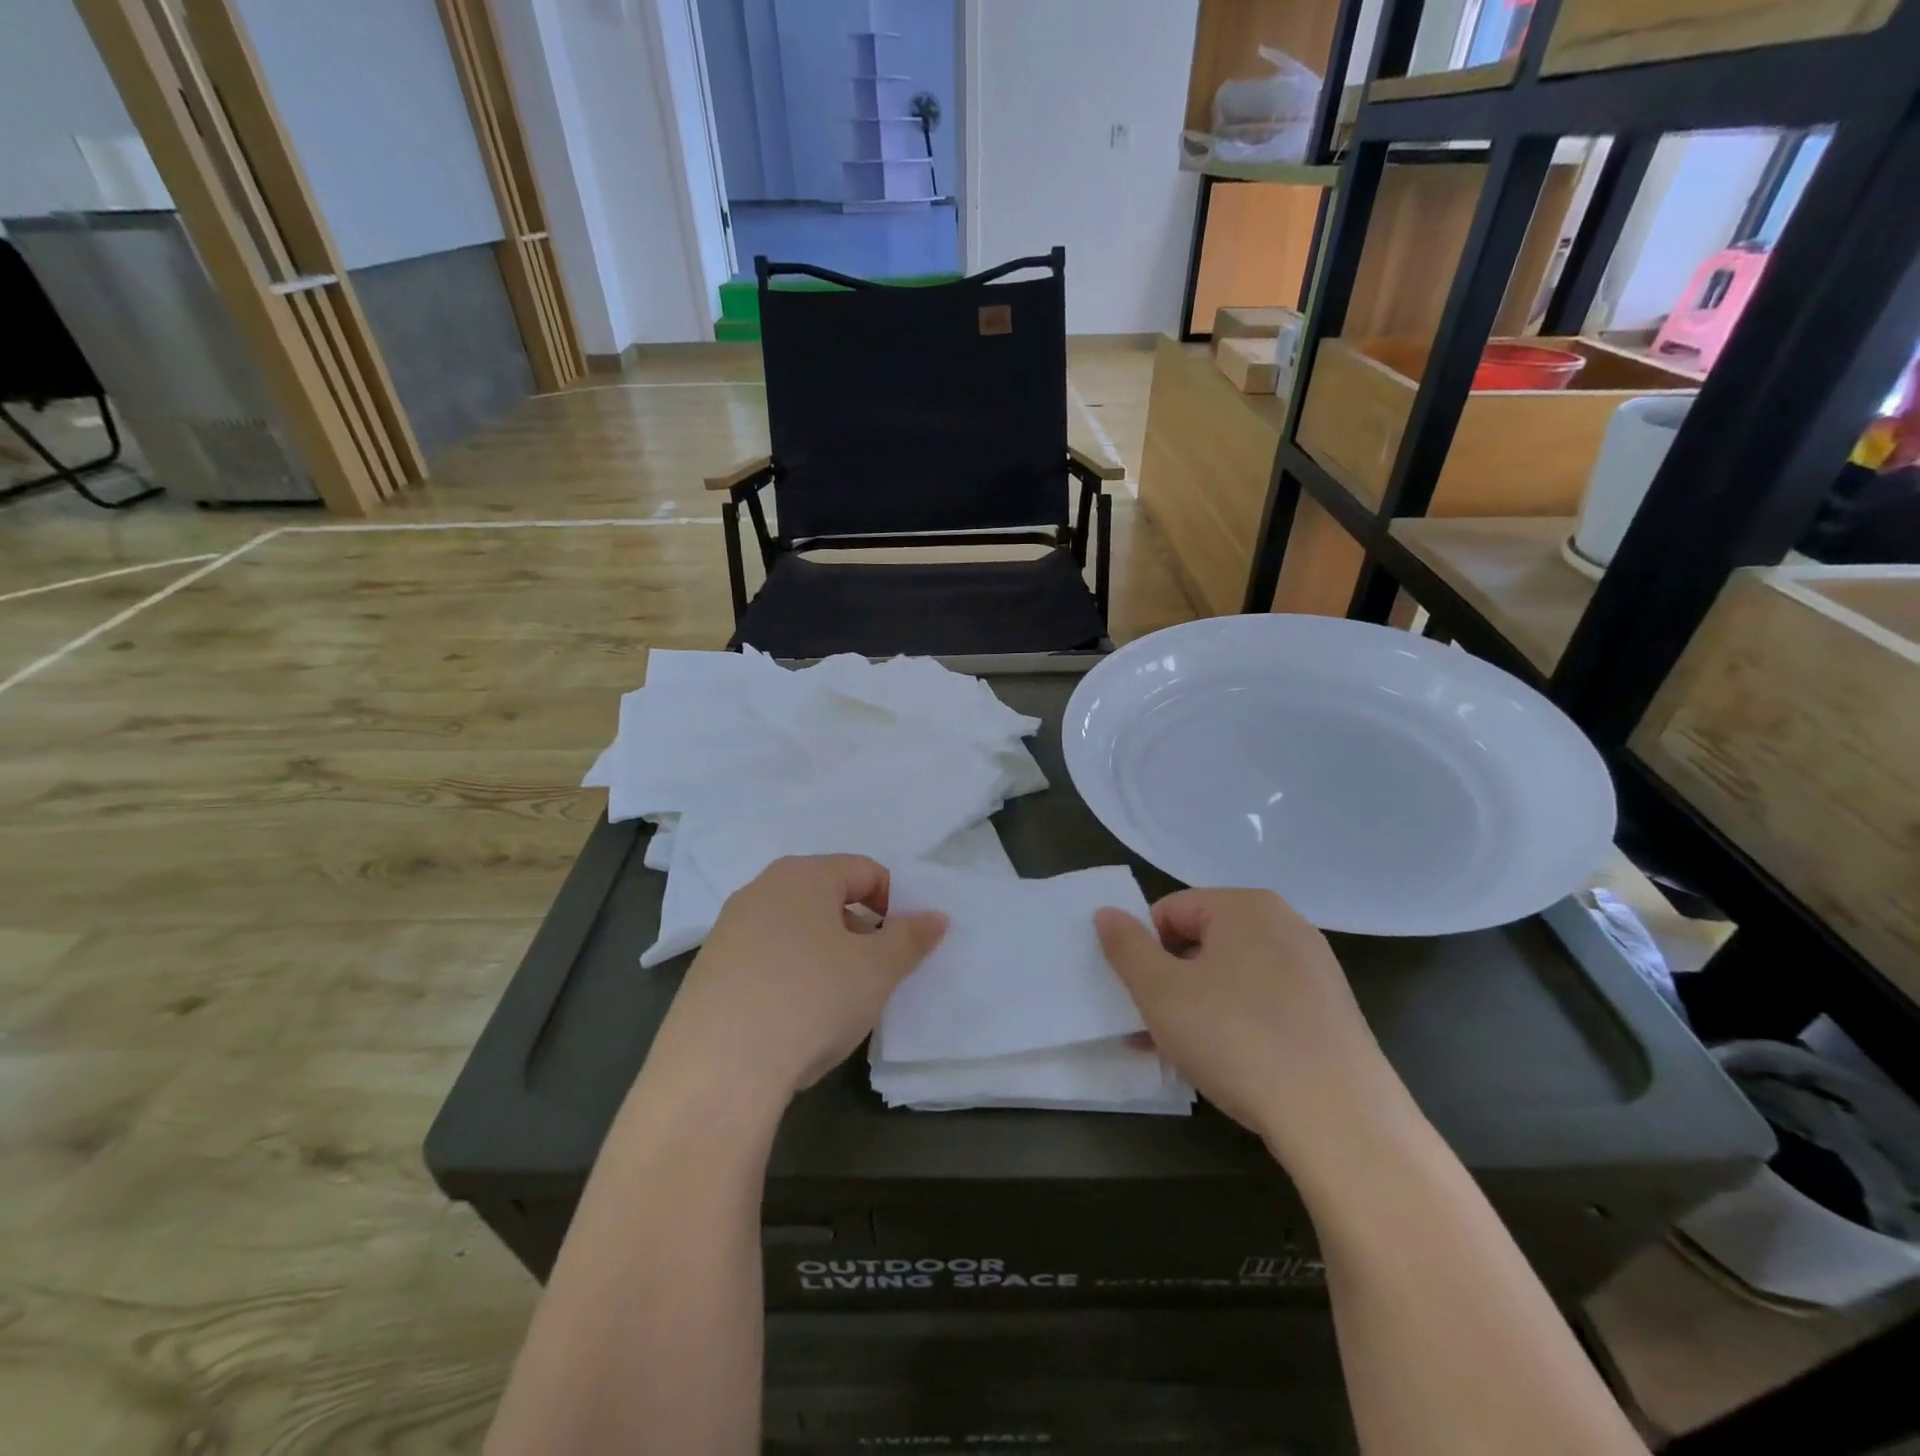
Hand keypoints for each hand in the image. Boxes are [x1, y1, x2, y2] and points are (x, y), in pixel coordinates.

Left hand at [648, 855, 947, 1105]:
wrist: (716, 1071)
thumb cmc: (810, 1000)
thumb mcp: (876, 971)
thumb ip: (911, 938)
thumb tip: (936, 916)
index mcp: (804, 875)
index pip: (865, 870)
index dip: (893, 904)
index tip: (899, 947)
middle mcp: (761, 889)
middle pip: (826, 896)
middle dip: (858, 930)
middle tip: (871, 975)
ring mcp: (728, 928)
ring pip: (794, 928)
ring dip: (823, 954)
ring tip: (832, 1002)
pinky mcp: (707, 969)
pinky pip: (764, 957)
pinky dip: (788, 975)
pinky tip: (790, 1018)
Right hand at [1095, 889, 1399, 1161]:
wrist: (1341, 1120)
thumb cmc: (1237, 1039)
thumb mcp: (1160, 992)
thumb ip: (1126, 946)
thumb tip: (1106, 913)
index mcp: (1245, 906)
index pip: (1170, 911)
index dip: (1145, 952)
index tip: (1142, 998)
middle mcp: (1285, 924)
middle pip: (1202, 942)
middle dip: (1170, 982)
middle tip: (1154, 1029)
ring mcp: (1314, 968)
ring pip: (1233, 977)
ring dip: (1198, 1007)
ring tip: (1184, 1055)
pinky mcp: (1332, 1010)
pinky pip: (1266, 1003)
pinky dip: (1238, 1024)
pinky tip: (1229, 1066)